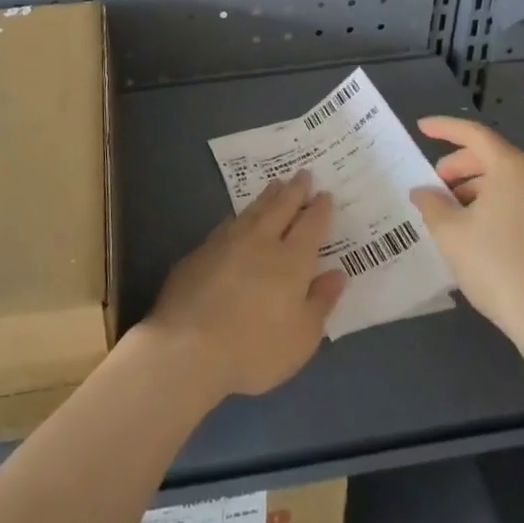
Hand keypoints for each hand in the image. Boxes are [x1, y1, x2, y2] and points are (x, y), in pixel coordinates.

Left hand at [143, 172, 345, 401]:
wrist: (187, 347)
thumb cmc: (254, 349)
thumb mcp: (302, 338)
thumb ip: (321, 302)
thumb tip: (337, 273)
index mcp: (291, 261)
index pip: (311, 226)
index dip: (320, 209)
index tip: (326, 194)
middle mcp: (260, 241)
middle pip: (281, 207)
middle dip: (295, 190)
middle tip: (303, 173)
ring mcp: (227, 242)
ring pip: (253, 210)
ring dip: (268, 196)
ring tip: (276, 184)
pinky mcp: (200, 251)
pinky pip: (229, 223)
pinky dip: (242, 215)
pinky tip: (241, 217)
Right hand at [409, 117, 523, 350]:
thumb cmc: (496, 266)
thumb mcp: (450, 232)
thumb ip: (431, 203)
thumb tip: (423, 191)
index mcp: (513, 167)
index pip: (474, 134)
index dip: (444, 128)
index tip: (421, 128)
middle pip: (491, 155)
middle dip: (458, 165)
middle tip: (434, 185)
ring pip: (506, 178)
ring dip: (475, 186)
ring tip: (451, 212)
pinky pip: (520, 198)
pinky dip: (494, 201)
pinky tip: (475, 228)